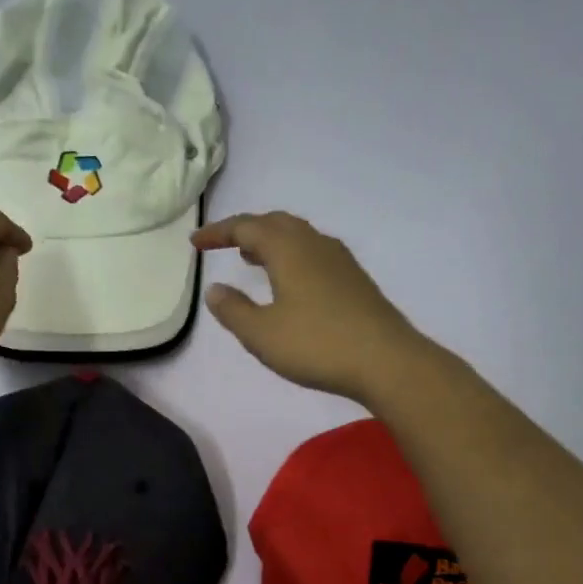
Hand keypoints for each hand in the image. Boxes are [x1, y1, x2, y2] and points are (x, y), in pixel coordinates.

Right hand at [192, 211, 431, 402]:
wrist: (386, 361)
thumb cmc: (316, 344)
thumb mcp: (261, 333)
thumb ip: (233, 310)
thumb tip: (215, 289)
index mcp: (288, 249)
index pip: (246, 227)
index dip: (218, 232)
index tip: (196, 242)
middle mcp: (315, 244)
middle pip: (275, 223)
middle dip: (246, 229)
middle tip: (223, 244)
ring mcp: (339, 260)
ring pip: (298, 236)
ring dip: (270, 241)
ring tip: (251, 258)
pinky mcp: (354, 279)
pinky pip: (313, 252)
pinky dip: (290, 255)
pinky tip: (289, 281)